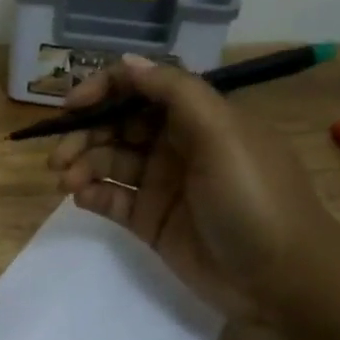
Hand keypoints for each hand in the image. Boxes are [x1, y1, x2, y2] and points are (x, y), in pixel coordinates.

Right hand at [50, 54, 339, 317]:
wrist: (281, 277)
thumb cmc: (254, 197)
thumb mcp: (222, 134)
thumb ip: (174, 92)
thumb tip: (127, 62)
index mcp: (197, 117)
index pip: (141, 89)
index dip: (103, 90)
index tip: (71, 108)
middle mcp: (176, 145)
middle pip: (117, 126)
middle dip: (84, 134)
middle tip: (58, 158)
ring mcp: (161, 184)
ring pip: (108, 162)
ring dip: (82, 165)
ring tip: (67, 182)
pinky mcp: (150, 220)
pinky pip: (111, 199)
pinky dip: (92, 194)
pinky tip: (82, 198)